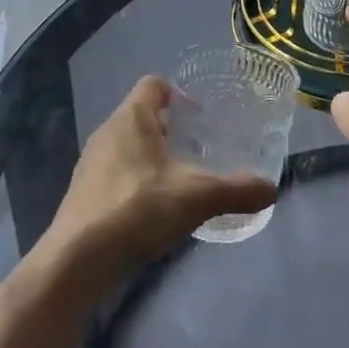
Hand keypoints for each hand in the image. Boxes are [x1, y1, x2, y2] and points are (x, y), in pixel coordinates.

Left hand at [43, 76, 278, 277]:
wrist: (77, 262)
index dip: (178, 93)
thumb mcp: (197, 198)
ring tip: (179, 181)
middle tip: (198, 149)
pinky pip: (114, 174)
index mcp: (131, 118)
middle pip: (140, 115)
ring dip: (151, 157)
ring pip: (126, 147)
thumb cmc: (138, 210)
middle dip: (169, 129)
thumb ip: (236, 190)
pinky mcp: (82, 195)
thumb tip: (272, 189)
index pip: (154, 84)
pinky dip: (134, 183)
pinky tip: (152, 211)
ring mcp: (90, 165)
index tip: (200, 116)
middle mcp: (107, 133)